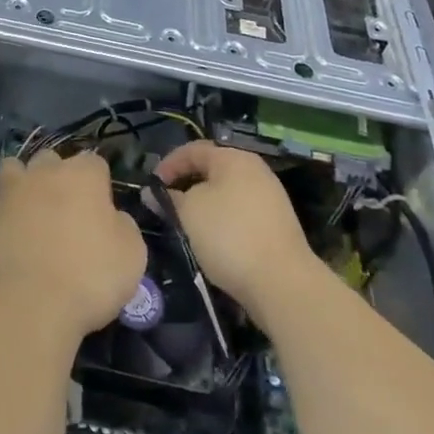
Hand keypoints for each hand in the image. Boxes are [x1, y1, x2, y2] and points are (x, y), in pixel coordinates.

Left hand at [0, 149, 147, 338]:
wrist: (24, 304)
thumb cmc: (87, 277)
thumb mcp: (131, 256)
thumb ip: (123, 225)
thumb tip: (111, 217)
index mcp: (82, 175)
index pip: (95, 163)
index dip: (99, 185)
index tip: (101, 213)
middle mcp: (43, 172)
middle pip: (52, 161)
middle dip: (58, 178)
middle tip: (65, 214)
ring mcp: (9, 190)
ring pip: (16, 171)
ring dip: (24, 186)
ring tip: (31, 216)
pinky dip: (3, 212)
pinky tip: (10, 236)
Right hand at [155, 142, 319, 323]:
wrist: (282, 283)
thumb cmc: (228, 235)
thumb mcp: (188, 212)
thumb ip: (168, 198)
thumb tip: (153, 193)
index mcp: (234, 158)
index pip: (193, 149)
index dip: (168, 164)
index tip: (151, 186)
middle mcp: (255, 171)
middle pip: (212, 170)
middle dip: (186, 184)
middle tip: (166, 203)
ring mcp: (270, 198)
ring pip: (226, 193)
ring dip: (203, 204)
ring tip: (185, 223)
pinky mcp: (277, 225)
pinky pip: (240, 212)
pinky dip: (221, 219)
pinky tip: (211, 239)